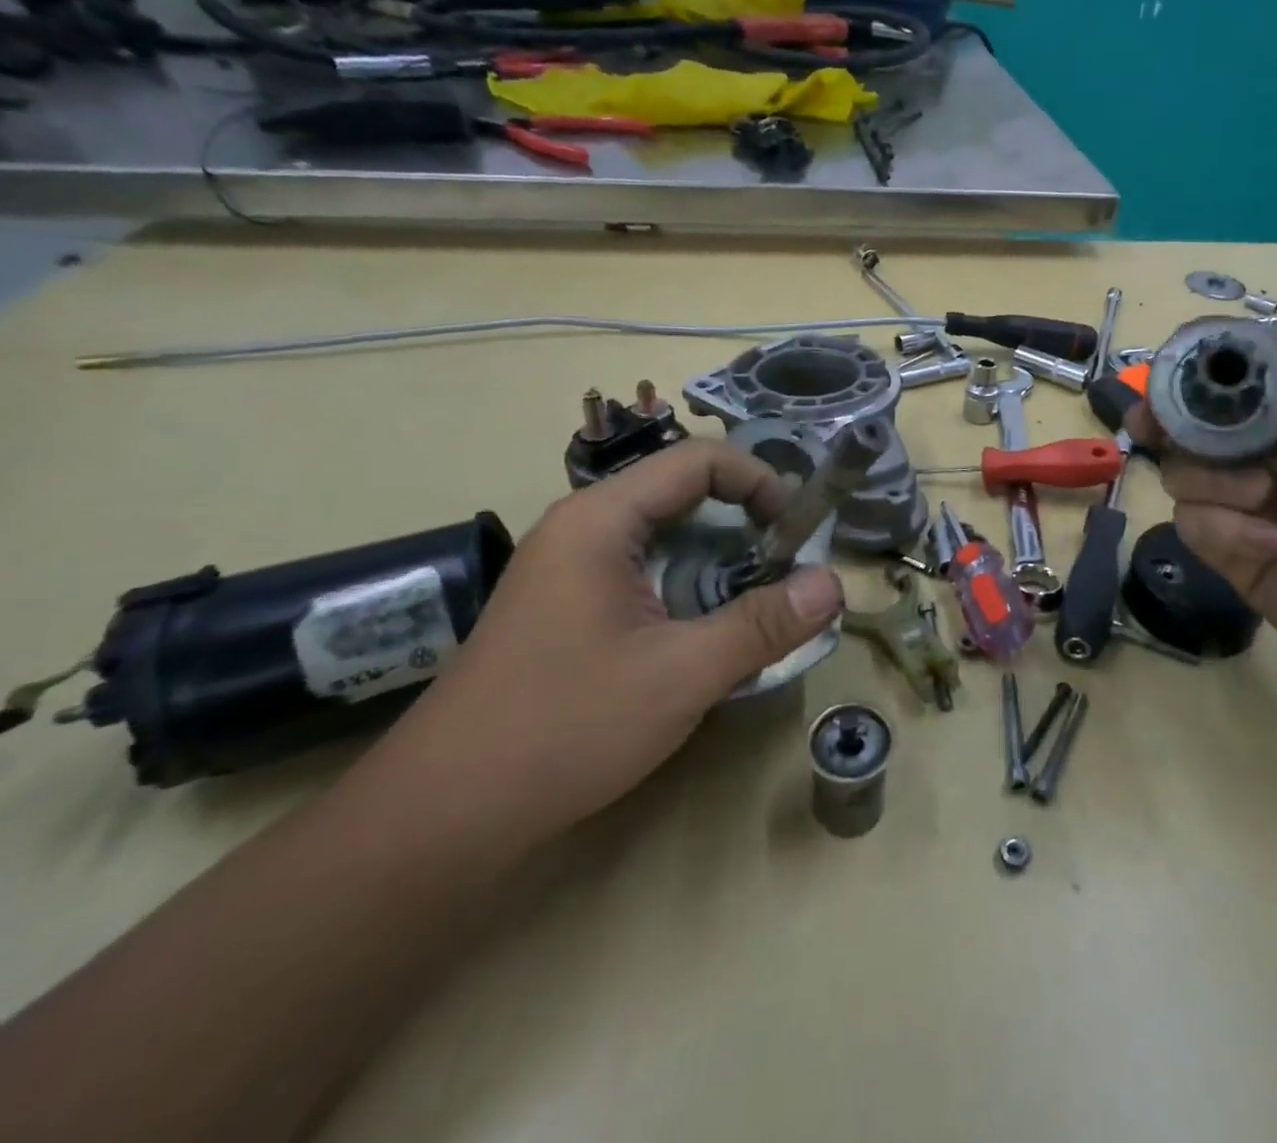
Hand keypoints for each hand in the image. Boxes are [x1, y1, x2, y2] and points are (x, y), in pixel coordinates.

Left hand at [362, 439, 843, 852]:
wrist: (440, 818)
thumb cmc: (563, 729)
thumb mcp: (681, 676)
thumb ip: (763, 625)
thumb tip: (834, 583)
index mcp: (600, 520)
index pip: (697, 460)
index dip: (758, 480)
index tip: (795, 530)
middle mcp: (581, 529)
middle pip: (681, 492)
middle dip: (744, 520)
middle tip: (786, 566)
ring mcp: (568, 569)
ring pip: (664, 536)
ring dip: (719, 558)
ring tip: (757, 601)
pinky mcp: (567, 608)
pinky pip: (644, 572)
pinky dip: (689, 586)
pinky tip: (706, 633)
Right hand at [1126, 342, 1276, 706]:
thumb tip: (1254, 346)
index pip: (1246, 379)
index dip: (1208, 364)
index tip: (1177, 359)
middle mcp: (1268, 456)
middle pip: (1197, 423)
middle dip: (1170, 417)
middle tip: (1149, 421)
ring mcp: (1246, 506)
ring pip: (1184, 472)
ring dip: (1213, 479)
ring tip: (1267, 498)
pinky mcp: (1233, 553)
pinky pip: (1195, 525)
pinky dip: (1226, 529)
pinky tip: (1275, 545)